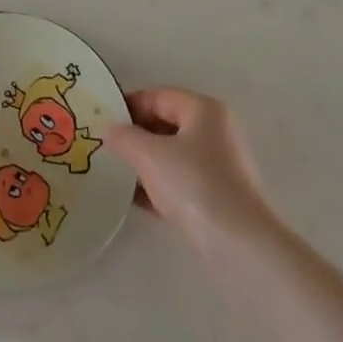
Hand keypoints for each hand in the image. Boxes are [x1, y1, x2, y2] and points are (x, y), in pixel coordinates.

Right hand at [107, 88, 274, 251]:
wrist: (240, 244)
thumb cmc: (194, 185)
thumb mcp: (149, 155)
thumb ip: (124, 137)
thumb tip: (110, 131)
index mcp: (204, 110)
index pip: (158, 96)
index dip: (128, 105)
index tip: (102, 121)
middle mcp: (216, 131)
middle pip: (166, 124)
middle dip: (135, 135)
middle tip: (106, 147)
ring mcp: (220, 165)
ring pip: (172, 154)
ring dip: (145, 162)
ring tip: (115, 173)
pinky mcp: (220, 196)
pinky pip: (181, 181)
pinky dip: (159, 185)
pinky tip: (135, 200)